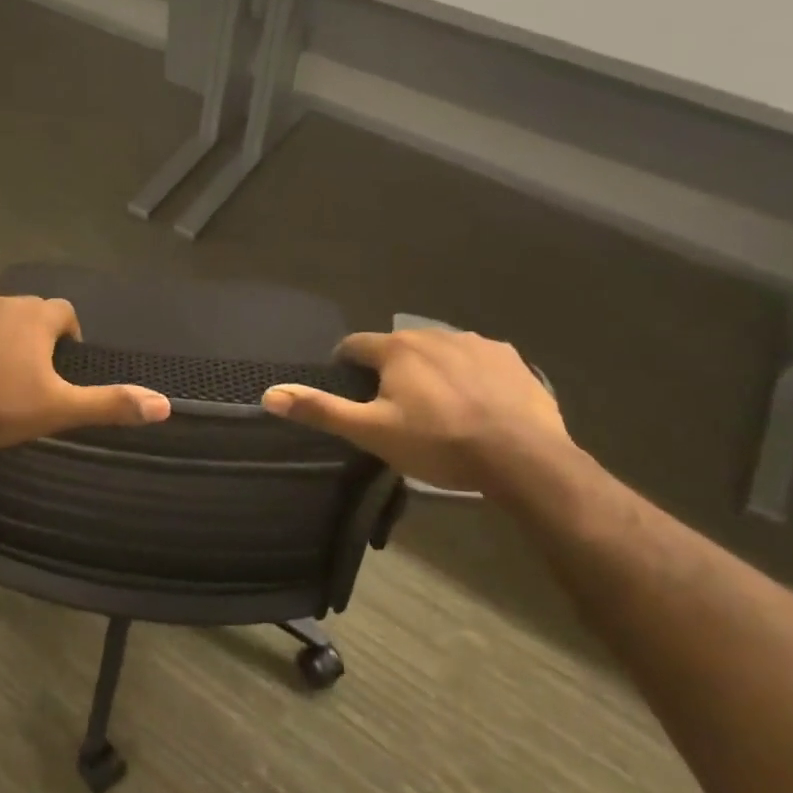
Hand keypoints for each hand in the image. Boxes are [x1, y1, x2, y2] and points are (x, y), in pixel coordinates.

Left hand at [0, 294, 171, 448]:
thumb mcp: (59, 410)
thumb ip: (110, 403)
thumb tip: (164, 403)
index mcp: (36, 317)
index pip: (64, 314)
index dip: (65, 337)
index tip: (57, 366)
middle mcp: (3, 299)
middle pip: (26, 312)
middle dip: (28, 336)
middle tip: (20, 375)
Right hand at [261, 329, 566, 490]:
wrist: (524, 458)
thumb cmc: (439, 443)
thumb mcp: (372, 432)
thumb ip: (321, 410)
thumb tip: (269, 394)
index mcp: (397, 349)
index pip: (355, 346)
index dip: (346, 366)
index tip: (350, 390)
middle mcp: (434, 334)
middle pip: (398, 348)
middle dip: (390, 371)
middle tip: (395, 408)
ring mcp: (476, 344)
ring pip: (439, 352)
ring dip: (430, 370)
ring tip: (438, 408)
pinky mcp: (511, 359)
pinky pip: (477, 360)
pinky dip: (469, 375)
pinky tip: (477, 404)